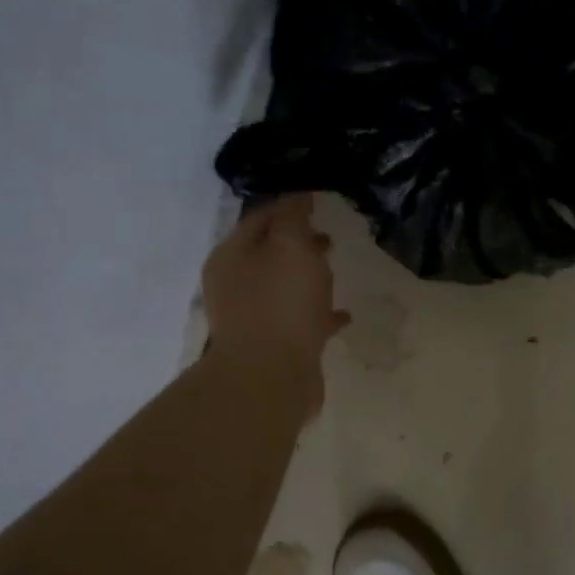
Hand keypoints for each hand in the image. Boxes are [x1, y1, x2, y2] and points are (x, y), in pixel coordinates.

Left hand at [202, 195, 347, 398]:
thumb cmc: (281, 304)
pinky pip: (297, 321)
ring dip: (308, 278)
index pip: (260, 218)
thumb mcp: (291, 247)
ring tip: (336, 272)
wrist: (270, 378)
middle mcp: (233, 285)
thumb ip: (293, 217)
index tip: (319, 202)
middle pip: (268, 253)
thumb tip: (297, 196)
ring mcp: (250, 318)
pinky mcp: (270, 346)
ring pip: (282, 287)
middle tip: (329, 238)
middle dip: (298, 243)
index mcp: (231, 256)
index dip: (289, 207)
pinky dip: (317, 314)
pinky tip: (343, 316)